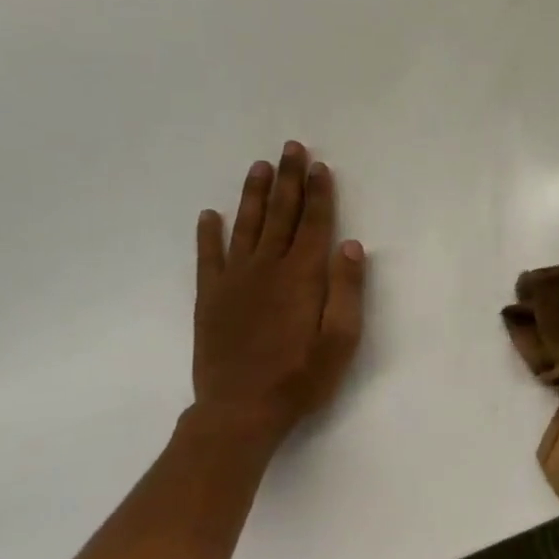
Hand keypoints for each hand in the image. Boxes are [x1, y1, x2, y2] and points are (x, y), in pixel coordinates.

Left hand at [190, 143, 365, 453]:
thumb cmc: (301, 377)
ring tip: (259, 166)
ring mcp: (234, 280)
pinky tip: (208, 214)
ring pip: (246, 226)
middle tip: (291, 148)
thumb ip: (347, 290)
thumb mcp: (341, 340)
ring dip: (253, 194)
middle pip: (281, 214)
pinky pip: (207, 256)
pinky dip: (207, 234)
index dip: (319, 193)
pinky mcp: (210, 297)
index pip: (315, 224)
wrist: (241, 410)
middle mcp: (267, 268)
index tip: (319, 166)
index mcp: (302, 276)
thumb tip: (350, 245)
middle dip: (288, 180)